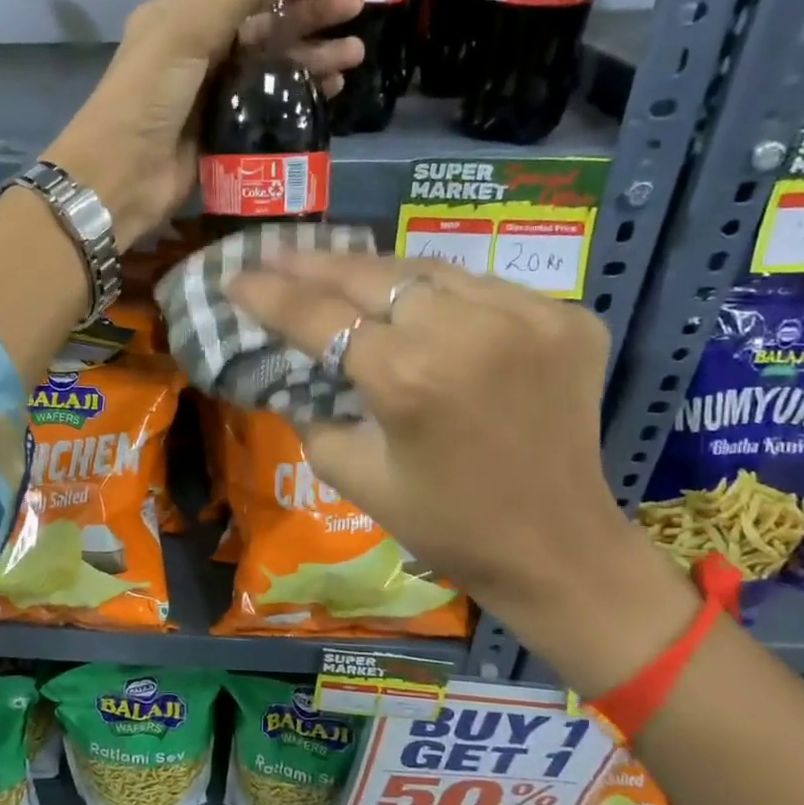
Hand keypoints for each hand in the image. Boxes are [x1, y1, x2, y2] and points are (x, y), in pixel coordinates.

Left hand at [42, 0, 364, 248]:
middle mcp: (200, 51)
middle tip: (356, 8)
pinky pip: (270, 108)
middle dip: (310, 15)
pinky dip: (299, 97)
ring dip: (312, 58)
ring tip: (354, 55)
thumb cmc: (148, 95)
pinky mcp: (225, 135)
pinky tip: (329, 91)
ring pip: (272, 67)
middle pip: (265, 25)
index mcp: (183, 16)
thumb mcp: (188, 26)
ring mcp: (214, 96)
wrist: (121, 176)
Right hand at [227, 250, 693, 678]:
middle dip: (314, 264)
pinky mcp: (567, 318)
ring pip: (429, 271)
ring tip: (336, 269)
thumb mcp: (356, 478)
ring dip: (376, 273)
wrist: (557, 548)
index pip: (320, 317)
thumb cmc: (447, 525)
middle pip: (371, 276)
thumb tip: (294, 375)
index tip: (236, 279)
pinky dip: (442, 294)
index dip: (270, 296)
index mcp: (407, 378)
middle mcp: (467, 330)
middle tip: (275, 256)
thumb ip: (312, 416)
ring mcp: (527, 315)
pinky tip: (416, 304)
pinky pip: (484, 289)